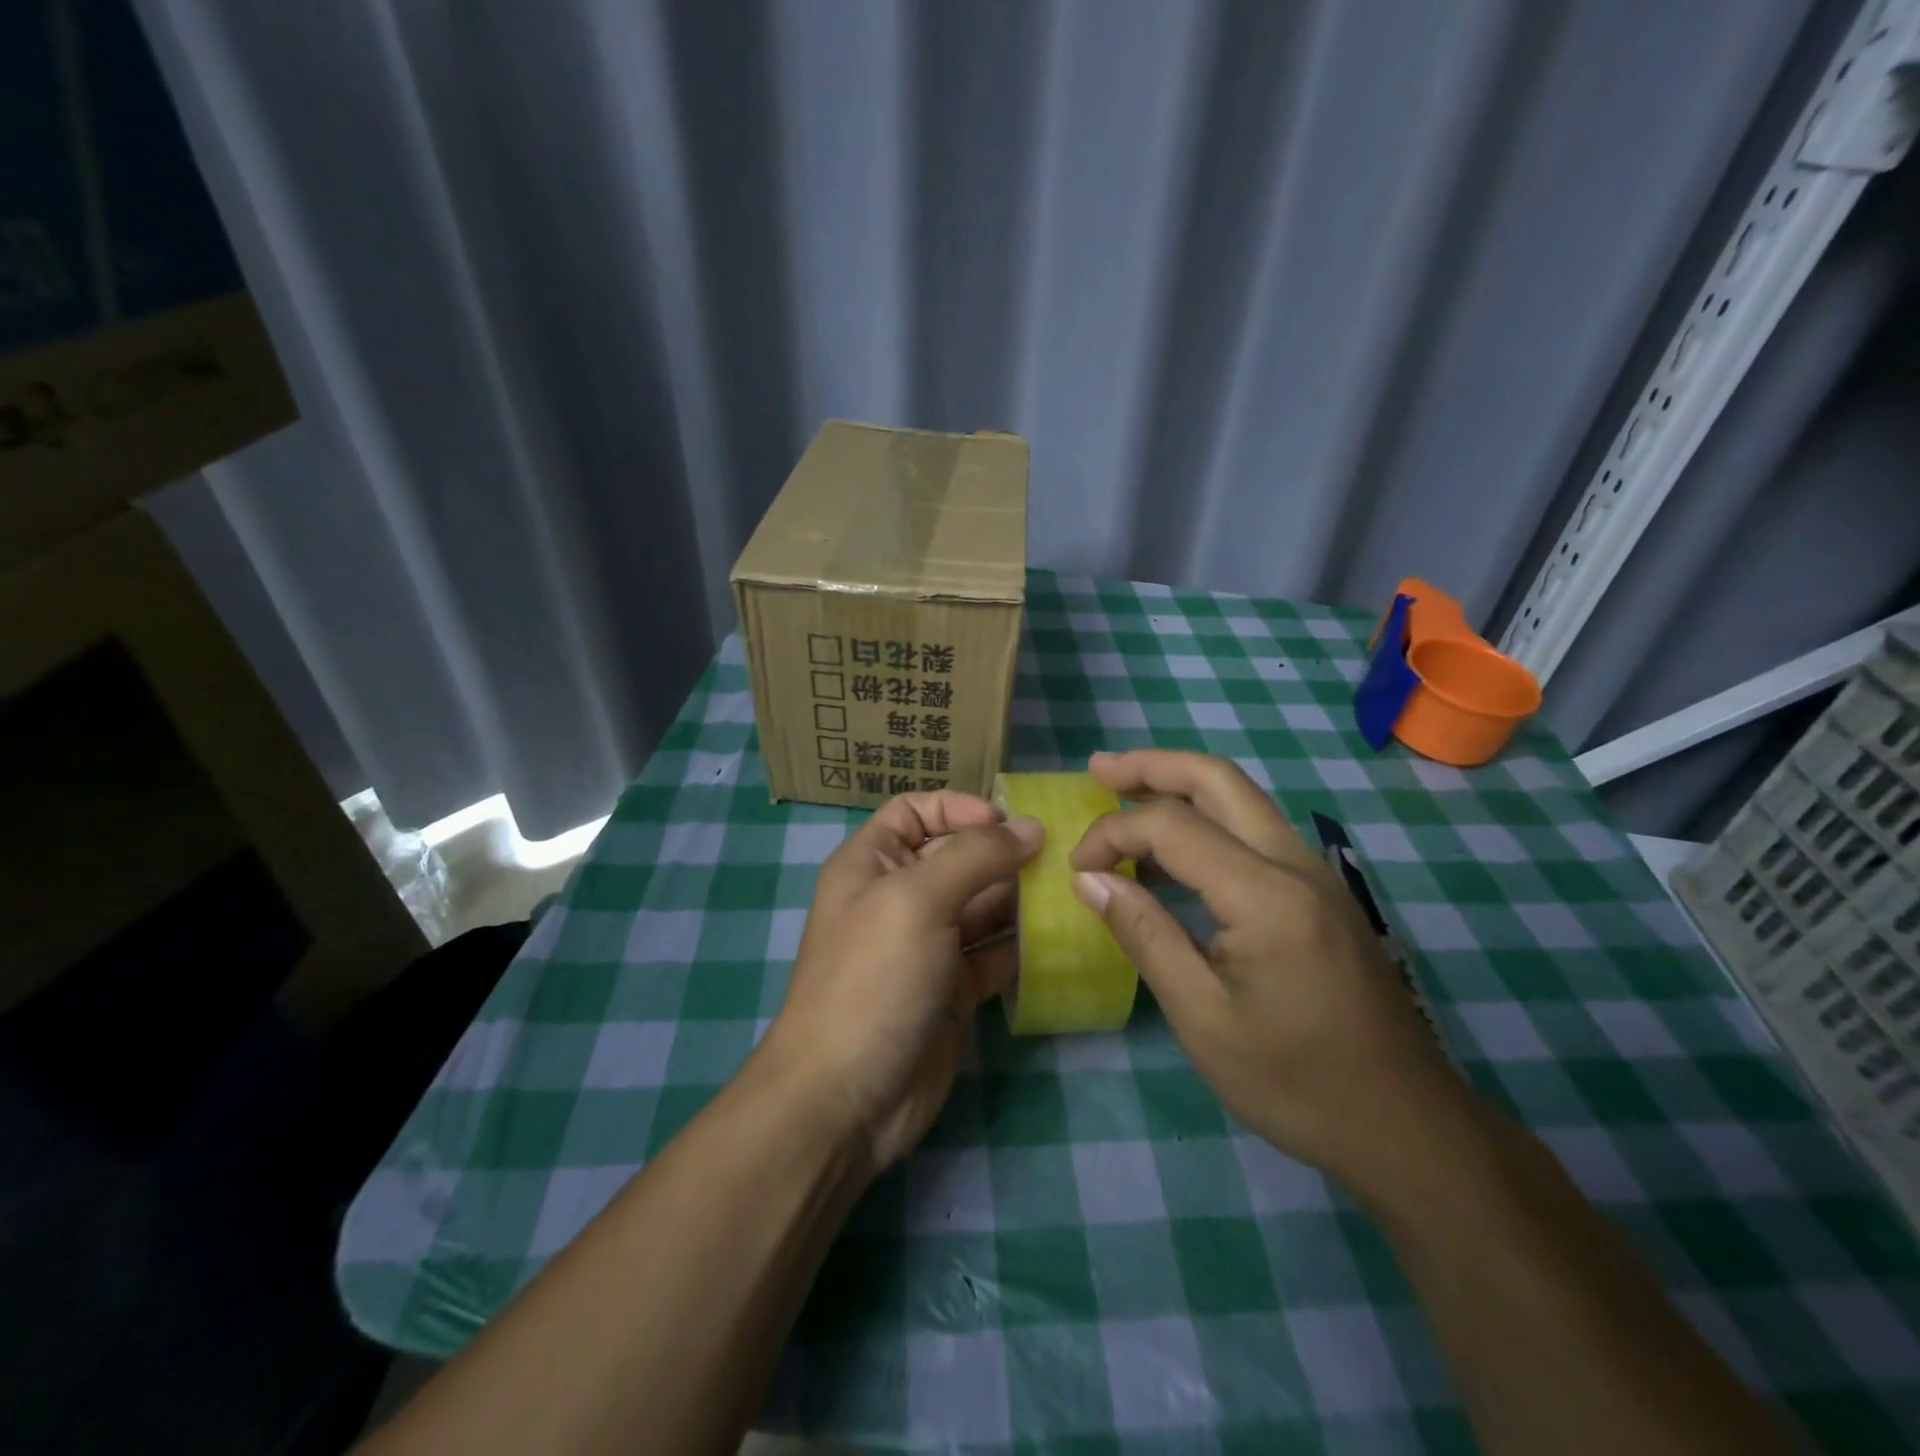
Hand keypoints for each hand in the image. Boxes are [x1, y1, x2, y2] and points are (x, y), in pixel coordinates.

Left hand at [760, 791, 1042, 1174]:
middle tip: (1063, 856)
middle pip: (958, 857)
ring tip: (1072, 892)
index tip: (1006, 821)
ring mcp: (929, 945)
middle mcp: (900, 897)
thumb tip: (1031, 826)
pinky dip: (1025, 947)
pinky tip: (1063, 939)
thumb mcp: (918, 900)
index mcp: (873, 863)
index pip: (914, 812)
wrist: (846, 1098)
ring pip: (984, 906)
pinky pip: (996, 954)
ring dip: (1023, 899)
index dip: (957, 807)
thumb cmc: (873, 978)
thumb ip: (976, 856)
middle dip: (1005, 853)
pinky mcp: (955, 990)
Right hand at [1069, 750, 1470, 1192]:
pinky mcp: (1321, 893)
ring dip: (1180, 785)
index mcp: (1265, 894)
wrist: (1407, 1128)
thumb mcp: (1202, 1018)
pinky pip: (1255, 831)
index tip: (1078, 870)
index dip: (1112, 833)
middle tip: (1097, 768)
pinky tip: (1174, 848)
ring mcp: (1315, 874)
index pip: (1171, 825)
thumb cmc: (1295, 1082)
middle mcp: (1295, 864)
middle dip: (1151, 766)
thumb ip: (1145, 934)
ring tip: (1124, 790)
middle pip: (1217, 780)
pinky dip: (1206, 818)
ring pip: (1241, 798)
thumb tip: (1090, 879)